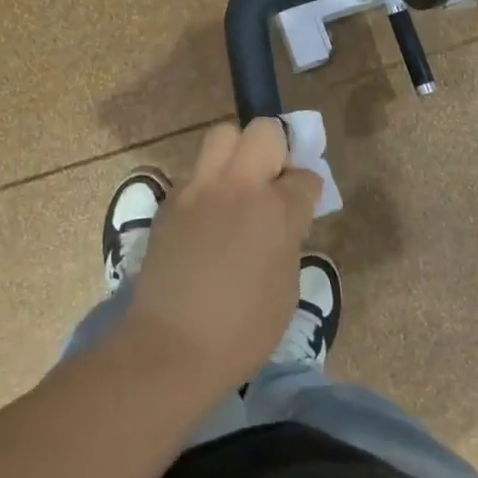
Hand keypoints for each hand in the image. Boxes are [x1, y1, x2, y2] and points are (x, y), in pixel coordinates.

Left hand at [116, 118, 321, 398]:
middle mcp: (238, 187)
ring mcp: (198, 190)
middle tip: (272, 181)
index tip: (303, 207)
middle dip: (275, 148)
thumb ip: (289, 239)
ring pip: (221, 136)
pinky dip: (208, 183)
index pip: (304, 176)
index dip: (307, 190)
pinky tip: (208, 217)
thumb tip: (283, 220)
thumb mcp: (287, 287)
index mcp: (277, 210)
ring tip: (237, 189)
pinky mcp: (169, 202)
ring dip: (236, 154)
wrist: (171, 347)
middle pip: (263, 130)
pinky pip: (195, 173)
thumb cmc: (242, 330)